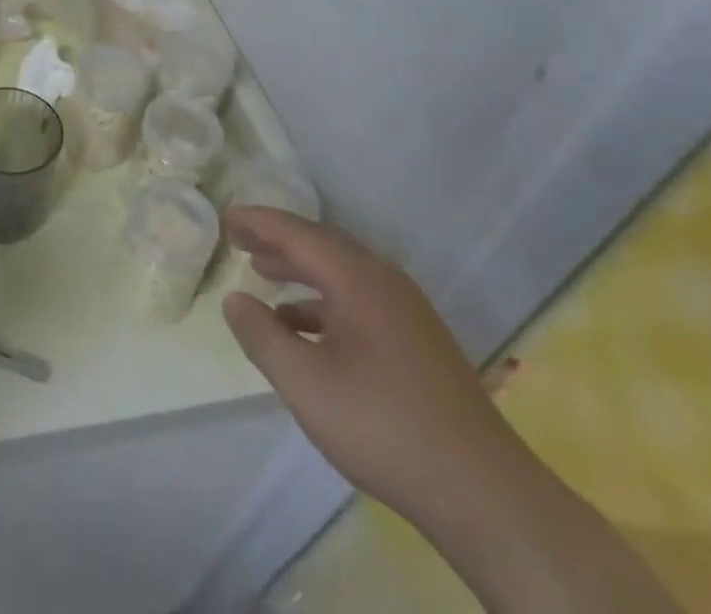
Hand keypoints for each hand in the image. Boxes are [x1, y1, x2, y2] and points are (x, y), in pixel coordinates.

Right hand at [221, 208, 533, 533]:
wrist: (484, 493)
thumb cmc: (383, 425)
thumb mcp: (305, 382)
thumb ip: (262, 335)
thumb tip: (234, 299)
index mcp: (358, 278)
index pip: (298, 233)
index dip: (259, 223)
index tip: (227, 217)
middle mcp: (384, 282)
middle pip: (322, 246)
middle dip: (278, 241)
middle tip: (240, 239)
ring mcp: (407, 313)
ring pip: (342, 275)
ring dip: (301, 271)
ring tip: (264, 274)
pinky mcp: (418, 343)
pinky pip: (358, 301)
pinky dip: (323, 303)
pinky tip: (304, 329)